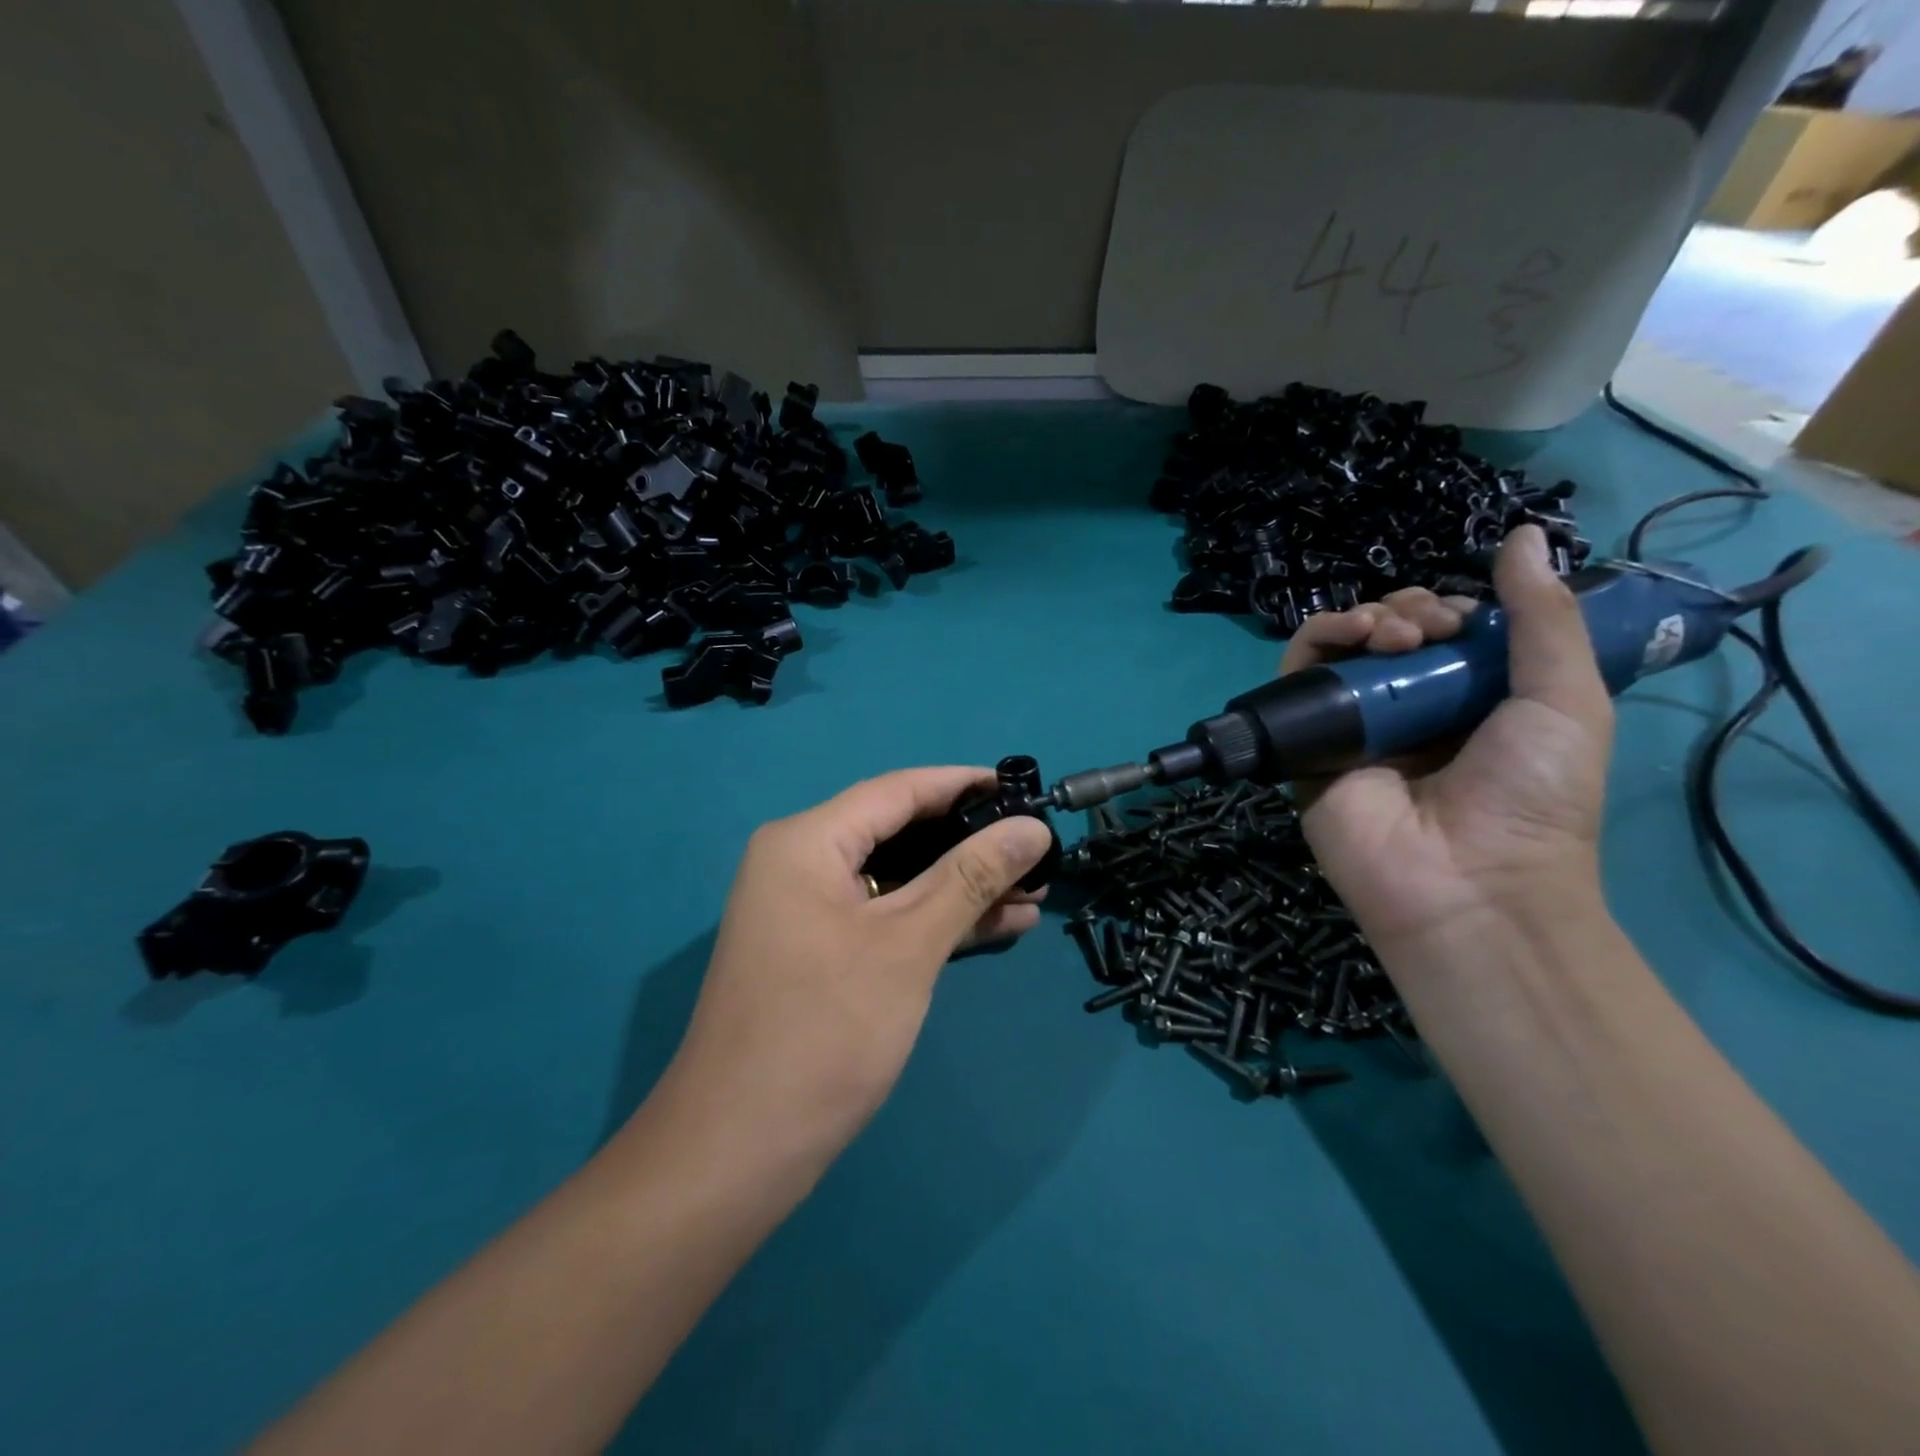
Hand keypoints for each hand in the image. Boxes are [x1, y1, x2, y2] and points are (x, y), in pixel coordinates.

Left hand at [670, 768, 1053, 1146]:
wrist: (737, 1152)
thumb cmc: (825, 1032)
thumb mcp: (908, 944)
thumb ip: (971, 876)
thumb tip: (1032, 828)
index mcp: (807, 841)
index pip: (898, 790)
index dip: (964, 784)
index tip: (1023, 788)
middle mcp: (800, 863)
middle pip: (898, 833)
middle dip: (970, 843)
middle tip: (1037, 849)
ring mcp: (807, 912)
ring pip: (898, 880)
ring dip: (962, 887)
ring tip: (1034, 893)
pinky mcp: (819, 953)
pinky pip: (886, 918)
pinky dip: (935, 921)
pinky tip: (997, 927)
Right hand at [1284, 526, 1614, 957]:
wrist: (1468, 881)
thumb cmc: (1534, 795)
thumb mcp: (1567, 699)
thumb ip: (1543, 618)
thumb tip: (1522, 533)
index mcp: (1469, 700)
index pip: (1445, 633)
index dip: (1450, 608)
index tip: (1465, 617)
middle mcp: (1408, 708)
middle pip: (1390, 633)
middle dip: (1410, 610)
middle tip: (1432, 629)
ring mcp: (1355, 725)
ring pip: (1343, 648)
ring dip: (1367, 620)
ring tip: (1394, 635)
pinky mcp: (1308, 741)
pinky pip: (1299, 678)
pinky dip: (1317, 640)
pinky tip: (1352, 637)